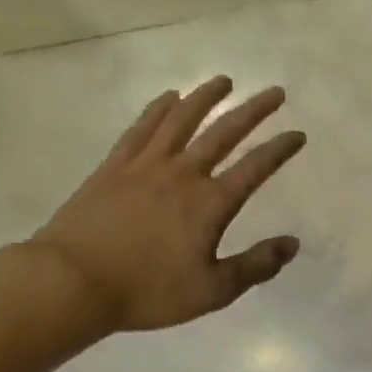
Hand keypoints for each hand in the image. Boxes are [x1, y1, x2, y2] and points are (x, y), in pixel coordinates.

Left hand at [17, 76, 304, 343]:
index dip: (280, 149)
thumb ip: (256, 266)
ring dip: (205, 97)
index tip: (298, 134)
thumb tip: (293, 243)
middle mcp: (183, 174)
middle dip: (253, 111)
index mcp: (210, 203)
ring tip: (223, 80)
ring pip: (181, 120)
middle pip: (224, 133)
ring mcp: (145, 166)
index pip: (255, 168)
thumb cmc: (147, 291)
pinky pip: (141, 129)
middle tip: (275, 92)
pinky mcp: (114, 167)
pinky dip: (158, 109)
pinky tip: (169, 97)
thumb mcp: (212, 290)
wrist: (73, 282)